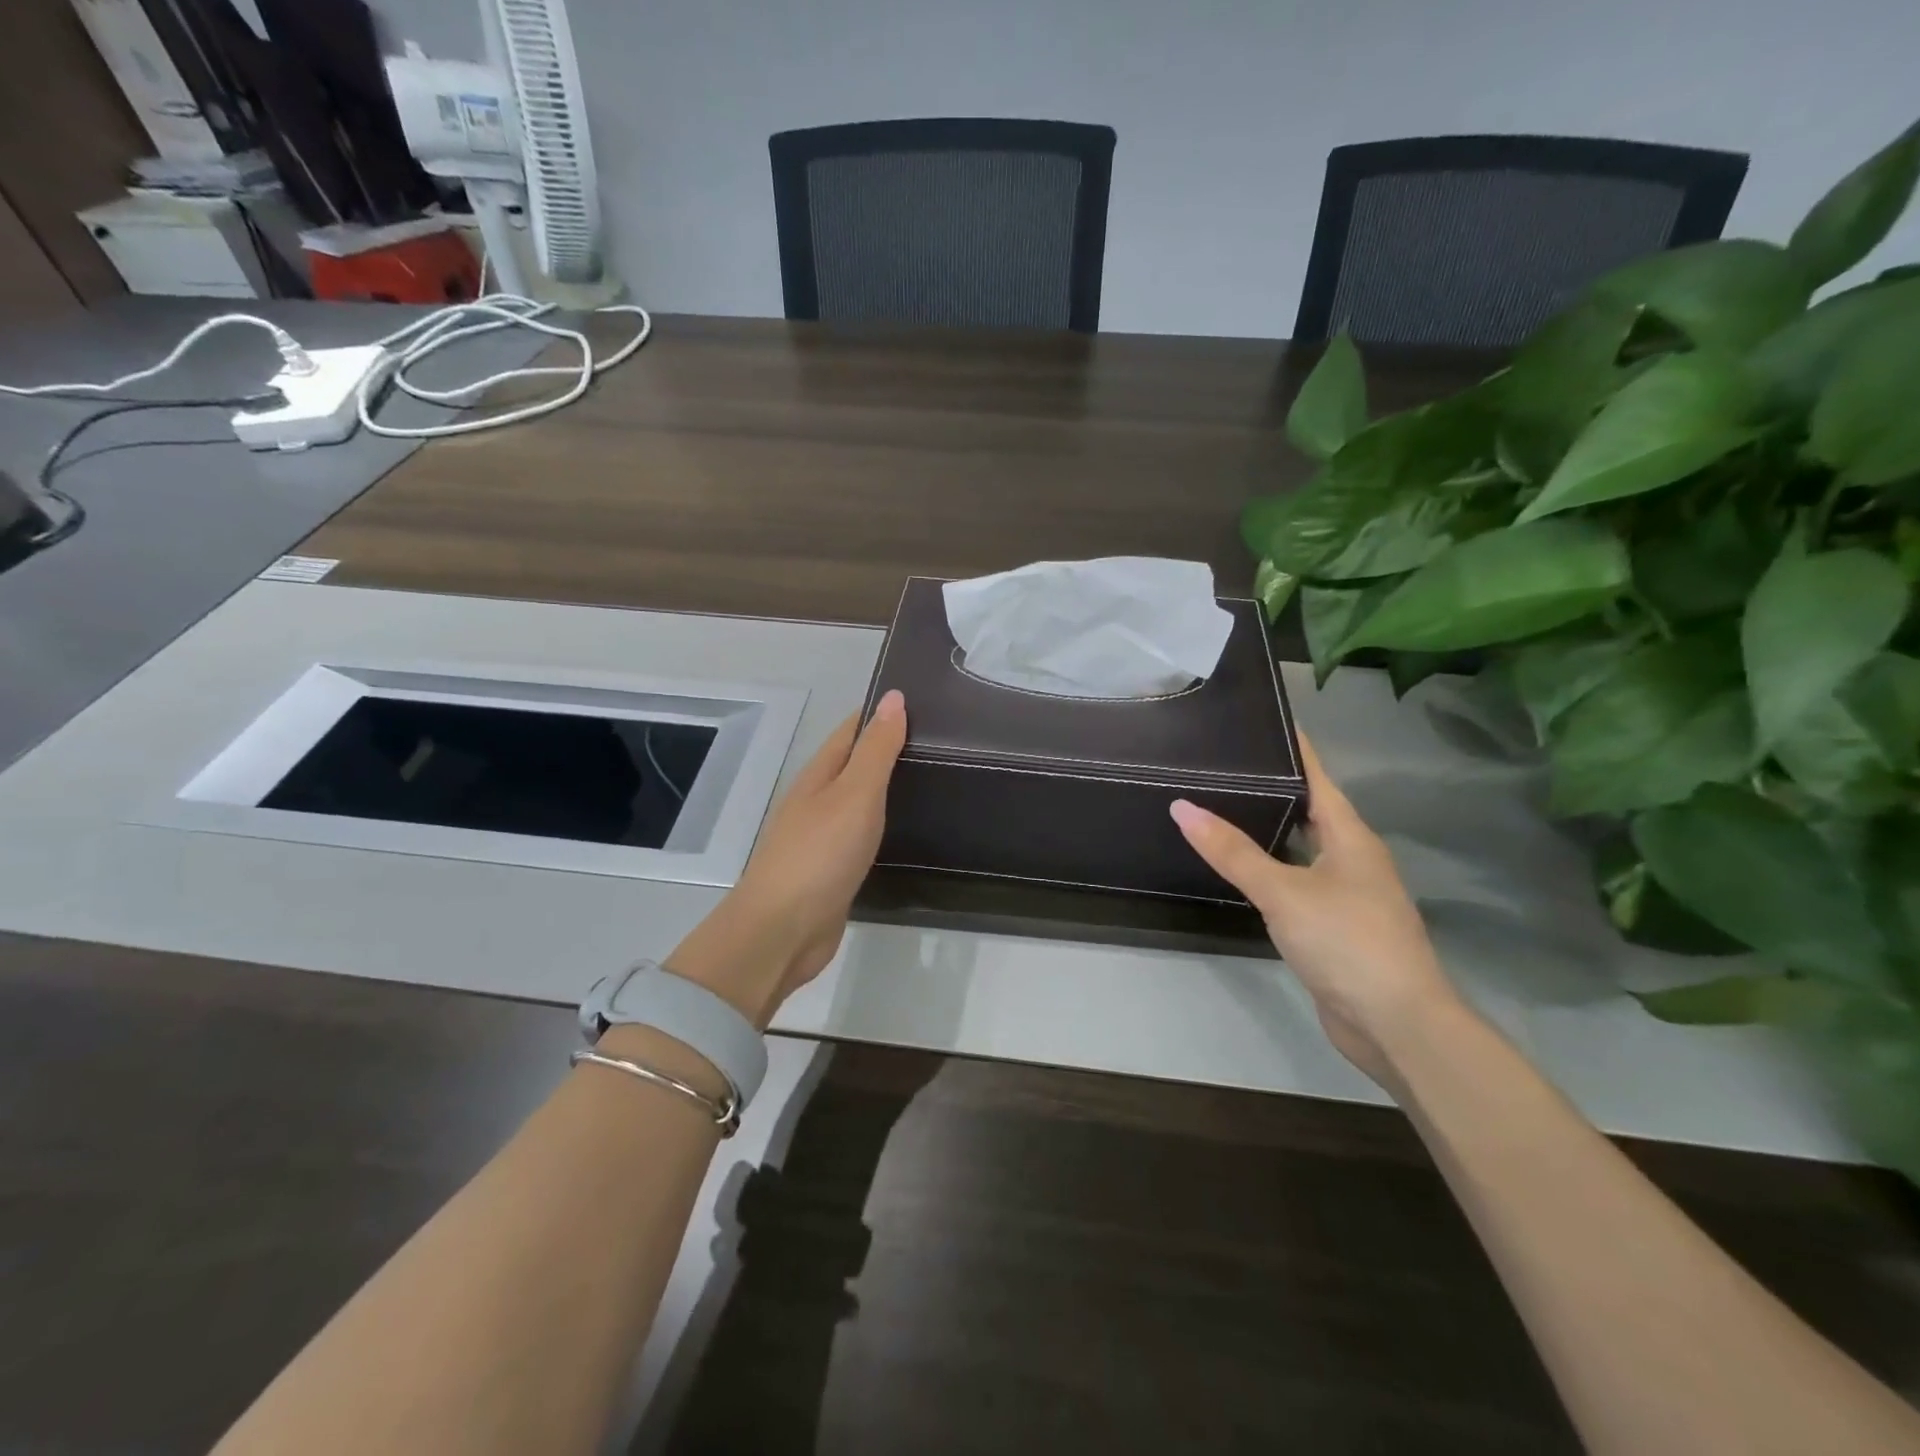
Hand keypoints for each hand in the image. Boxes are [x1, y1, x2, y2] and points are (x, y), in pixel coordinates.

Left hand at [665, 690, 906, 1025]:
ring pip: (860, 800)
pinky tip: (907, 828)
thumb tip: (894, 697)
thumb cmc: (820, 854)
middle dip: (890, 749)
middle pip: (855, 763)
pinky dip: (884, 824)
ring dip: (888, 787)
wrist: (783, 931)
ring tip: (935, 779)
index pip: (852, 730)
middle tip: (944, 742)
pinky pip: (862, 834)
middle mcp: (817, 799)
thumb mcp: (855, 794)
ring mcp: (822, 836)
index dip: (882, 713)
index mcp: (819, 775)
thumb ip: (876, 749)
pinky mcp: (832, 869)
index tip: (926, 703)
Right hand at [1169, 731, 1462, 1083]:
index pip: (1318, 777)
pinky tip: (1243, 870)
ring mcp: (1348, 894)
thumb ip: (1232, 851)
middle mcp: (1353, 858)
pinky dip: (1272, 869)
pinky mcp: (1336, 926)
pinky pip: (1299, 882)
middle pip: (1311, 810)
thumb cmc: (1347, 942)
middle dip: (1273, 787)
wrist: (1396, 1024)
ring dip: (1271, 830)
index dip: (1293, 748)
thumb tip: (1182, 807)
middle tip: (1224, 765)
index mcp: (1351, 837)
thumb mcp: (1283, 891)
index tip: (1261, 720)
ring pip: (1304, 848)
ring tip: (1223, 807)